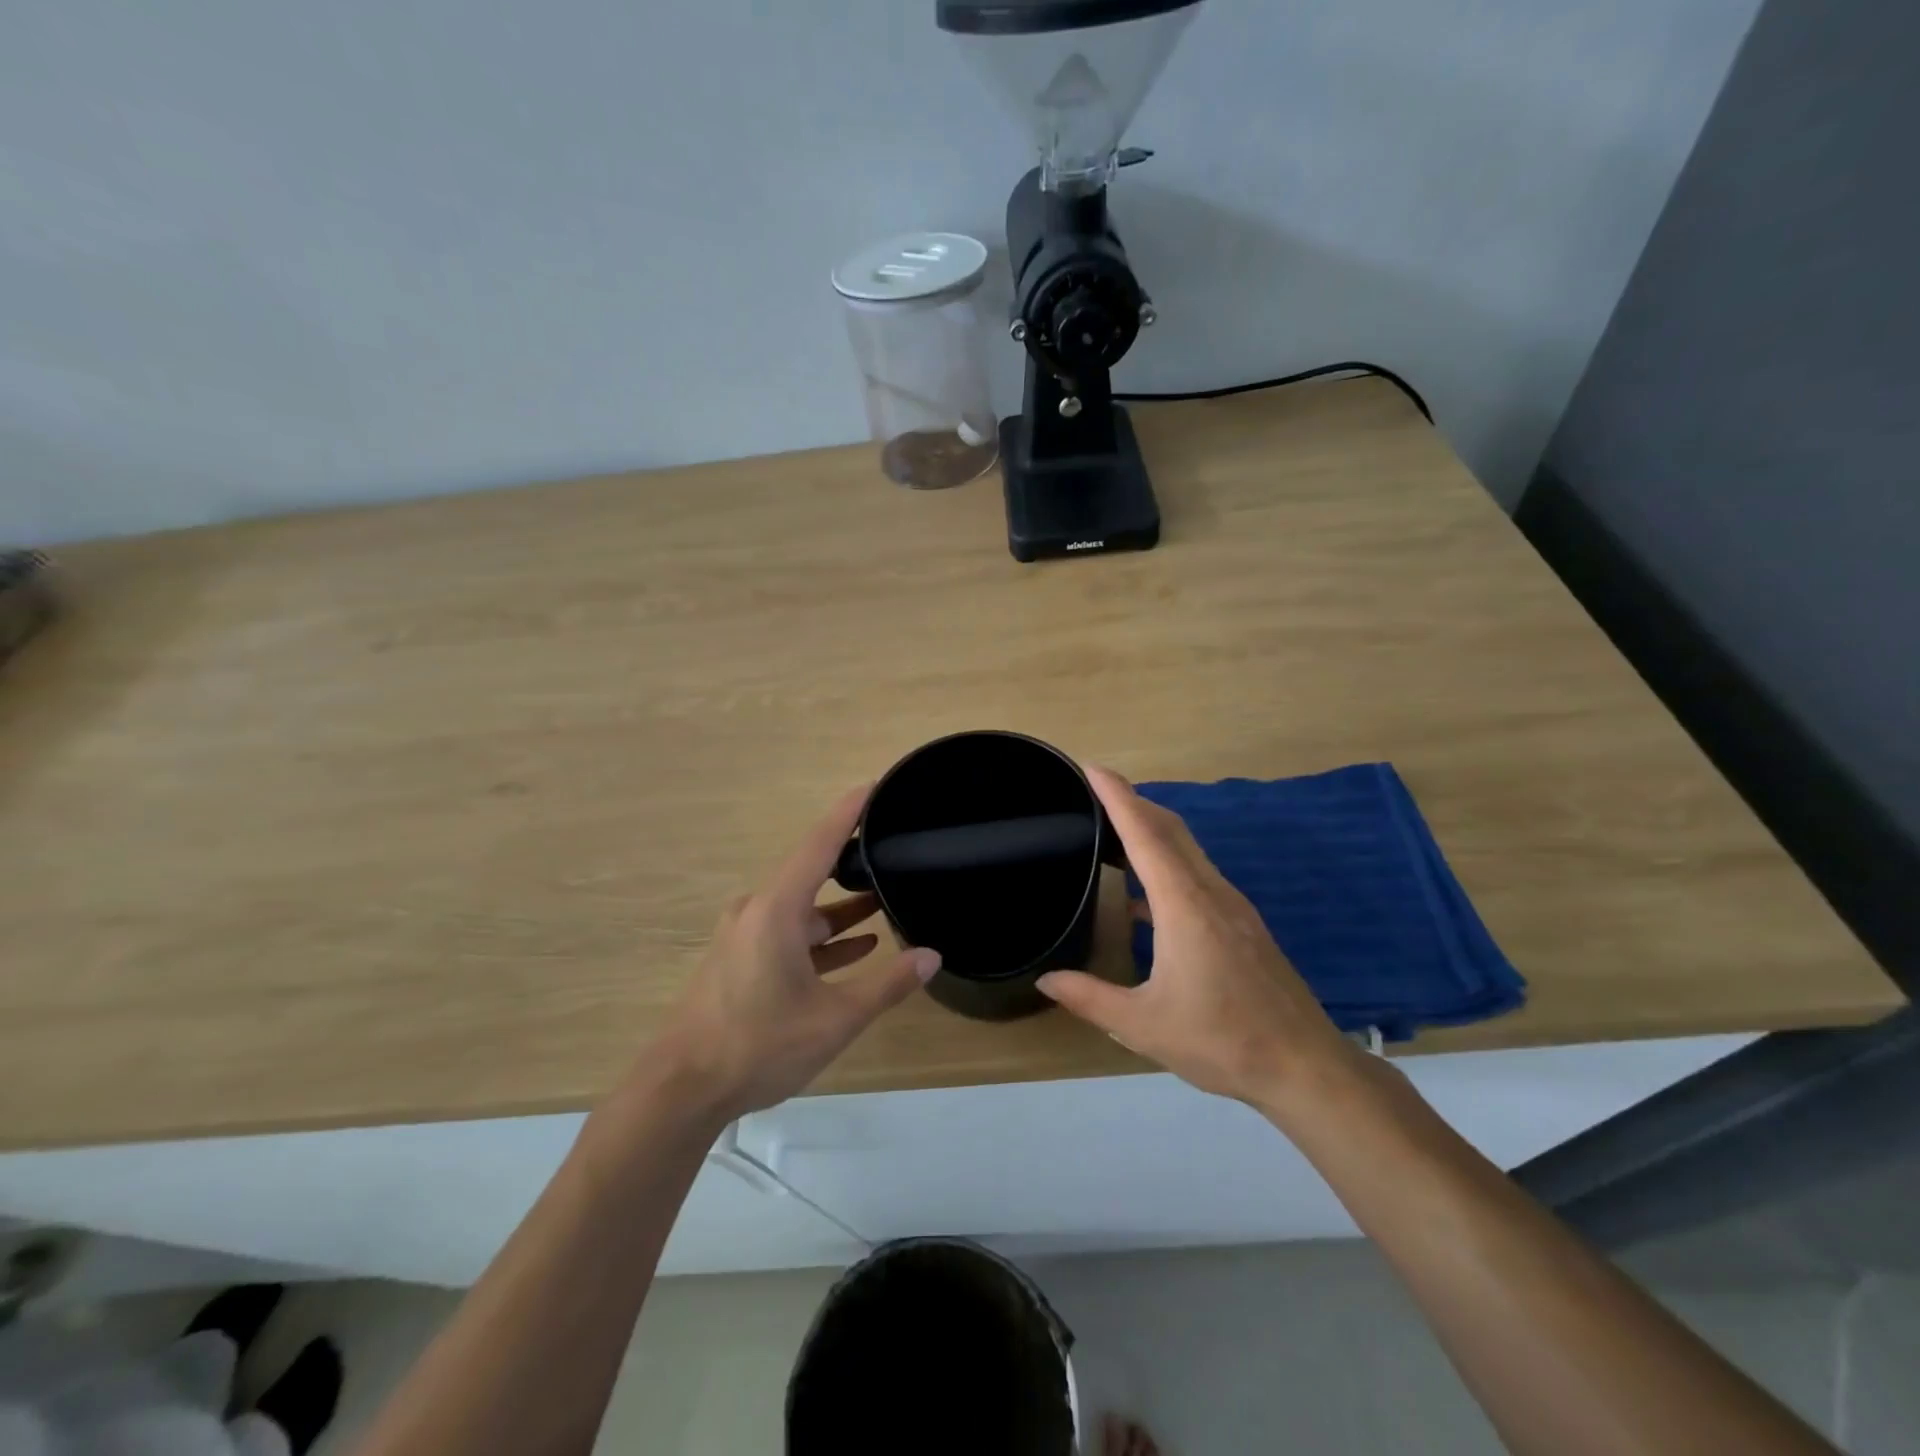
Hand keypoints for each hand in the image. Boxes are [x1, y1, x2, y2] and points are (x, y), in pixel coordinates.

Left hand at [654, 786, 939, 1120]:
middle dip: (853, 863)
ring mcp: (745, 936)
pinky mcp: (741, 960)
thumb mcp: (835, 1018)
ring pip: (803, 910)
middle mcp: (758, 911)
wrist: (682, 1089)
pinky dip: (821, 938)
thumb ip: (886, 984)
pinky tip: (856, 948)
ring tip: (884, 902)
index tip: (874, 786)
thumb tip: (931, 956)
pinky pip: (789, 934)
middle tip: (893, 851)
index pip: (820, 843)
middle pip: (812, 873)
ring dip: (841, 910)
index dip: (849, 812)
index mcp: (777, 908)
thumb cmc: (759, 1045)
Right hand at [1038, 766, 1355, 1111]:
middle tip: (1094, 791)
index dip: (1118, 797)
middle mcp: (1210, 892)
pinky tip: (1143, 895)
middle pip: (1170, 829)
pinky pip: (1197, 873)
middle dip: (1133, 802)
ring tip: (1113, 832)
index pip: (1145, 835)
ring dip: (1151, 829)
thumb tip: (1045, 979)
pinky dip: (1167, 862)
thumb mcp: (1143, 1025)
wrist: (1305, 1067)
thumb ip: (1089, 998)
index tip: (1092, 768)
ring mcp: (1231, 906)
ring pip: (1188, 849)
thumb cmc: (1222, 1041)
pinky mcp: (1242, 923)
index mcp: (1184, 906)